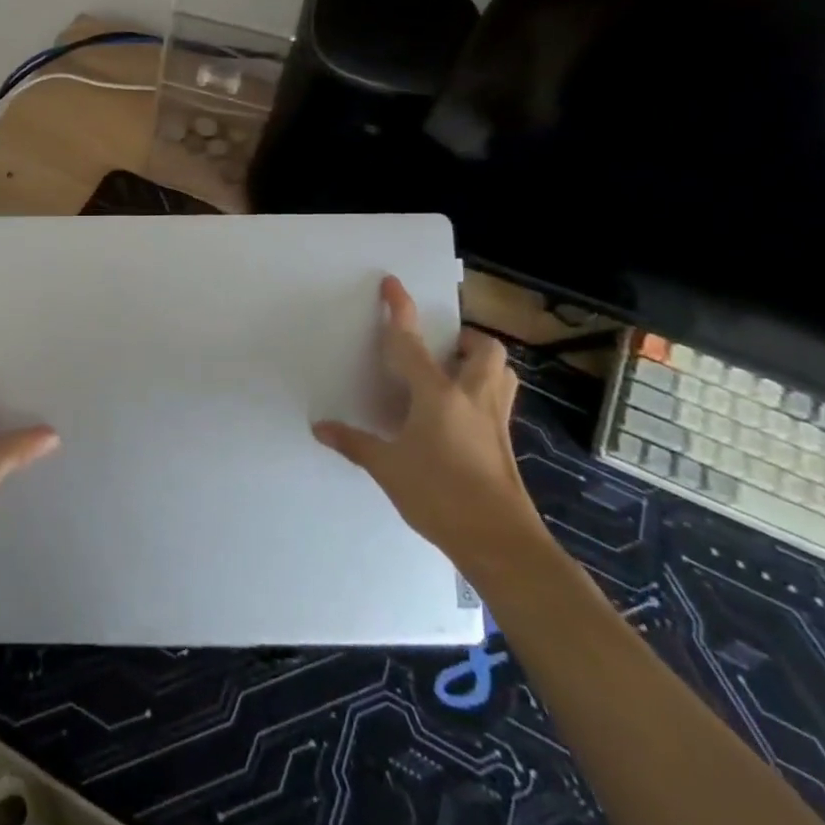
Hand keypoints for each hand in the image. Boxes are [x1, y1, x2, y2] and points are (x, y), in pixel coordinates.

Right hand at [313, 276, 543, 568]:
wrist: (499, 541)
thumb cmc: (439, 495)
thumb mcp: (387, 467)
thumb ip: (354, 443)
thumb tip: (320, 427)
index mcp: (438, 394)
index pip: (412, 343)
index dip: (399, 310)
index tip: (392, 283)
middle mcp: (472, 396)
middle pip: (482, 349)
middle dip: (464, 338)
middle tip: (440, 348)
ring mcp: (495, 419)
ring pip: (501, 372)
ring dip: (481, 362)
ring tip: (454, 373)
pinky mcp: (504, 442)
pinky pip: (499, 400)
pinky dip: (483, 393)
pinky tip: (459, 416)